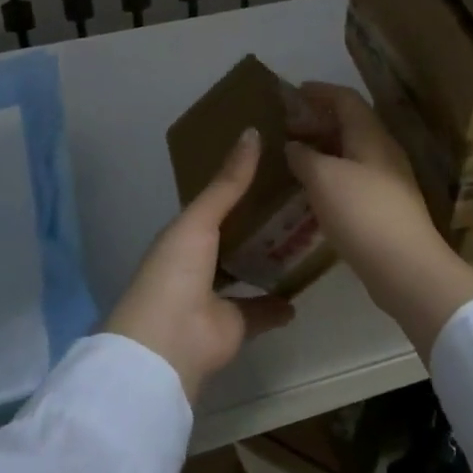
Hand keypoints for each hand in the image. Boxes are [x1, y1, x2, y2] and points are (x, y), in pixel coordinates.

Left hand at [104, 128, 294, 401]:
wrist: (169, 341)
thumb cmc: (177, 270)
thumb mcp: (200, 219)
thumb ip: (228, 182)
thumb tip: (251, 131)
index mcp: (184, 235)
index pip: (214, 205)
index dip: (237, 187)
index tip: (270, 168)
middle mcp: (199, 263)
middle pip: (233, 238)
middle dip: (259, 223)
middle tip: (297, 200)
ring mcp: (216, 296)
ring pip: (247, 272)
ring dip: (268, 261)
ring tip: (303, 238)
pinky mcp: (236, 325)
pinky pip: (262, 310)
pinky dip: (278, 304)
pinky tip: (301, 291)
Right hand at [286, 83, 472, 357]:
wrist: (407, 268)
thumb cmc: (362, 212)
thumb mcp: (323, 178)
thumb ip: (304, 156)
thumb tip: (293, 145)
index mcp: (371, 135)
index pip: (346, 99)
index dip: (320, 91)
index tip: (295, 91)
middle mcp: (383, 151)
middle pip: (350, 124)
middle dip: (318, 121)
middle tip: (288, 126)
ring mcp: (388, 180)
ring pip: (352, 152)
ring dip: (324, 149)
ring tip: (294, 156)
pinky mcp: (386, 207)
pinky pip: (354, 177)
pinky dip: (331, 173)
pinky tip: (313, 190)